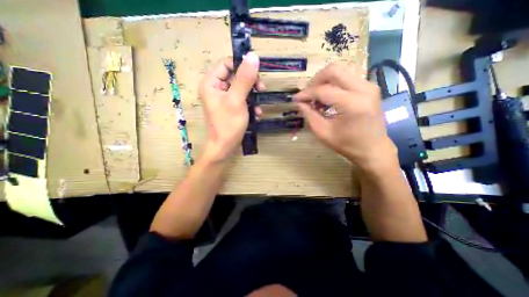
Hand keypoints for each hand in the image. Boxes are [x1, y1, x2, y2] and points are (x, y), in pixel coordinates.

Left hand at [199, 52, 263, 161]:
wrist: (224, 148)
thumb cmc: (228, 125)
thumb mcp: (237, 100)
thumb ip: (244, 78)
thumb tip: (253, 56)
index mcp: (211, 83)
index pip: (227, 63)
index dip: (242, 66)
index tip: (256, 75)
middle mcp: (215, 88)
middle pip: (235, 76)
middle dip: (250, 84)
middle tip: (261, 90)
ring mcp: (223, 98)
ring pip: (241, 88)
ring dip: (253, 97)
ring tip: (259, 108)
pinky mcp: (230, 107)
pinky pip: (241, 99)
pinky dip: (250, 105)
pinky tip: (256, 114)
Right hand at [294, 64, 396, 171]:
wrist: (373, 149)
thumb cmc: (347, 144)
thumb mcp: (323, 133)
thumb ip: (309, 115)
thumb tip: (299, 102)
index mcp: (352, 104)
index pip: (323, 90)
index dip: (306, 93)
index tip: (295, 99)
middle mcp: (363, 89)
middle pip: (333, 70)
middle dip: (315, 81)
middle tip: (307, 95)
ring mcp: (369, 86)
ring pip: (340, 71)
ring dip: (324, 82)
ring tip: (316, 98)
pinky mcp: (369, 87)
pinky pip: (346, 77)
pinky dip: (333, 84)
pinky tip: (327, 98)